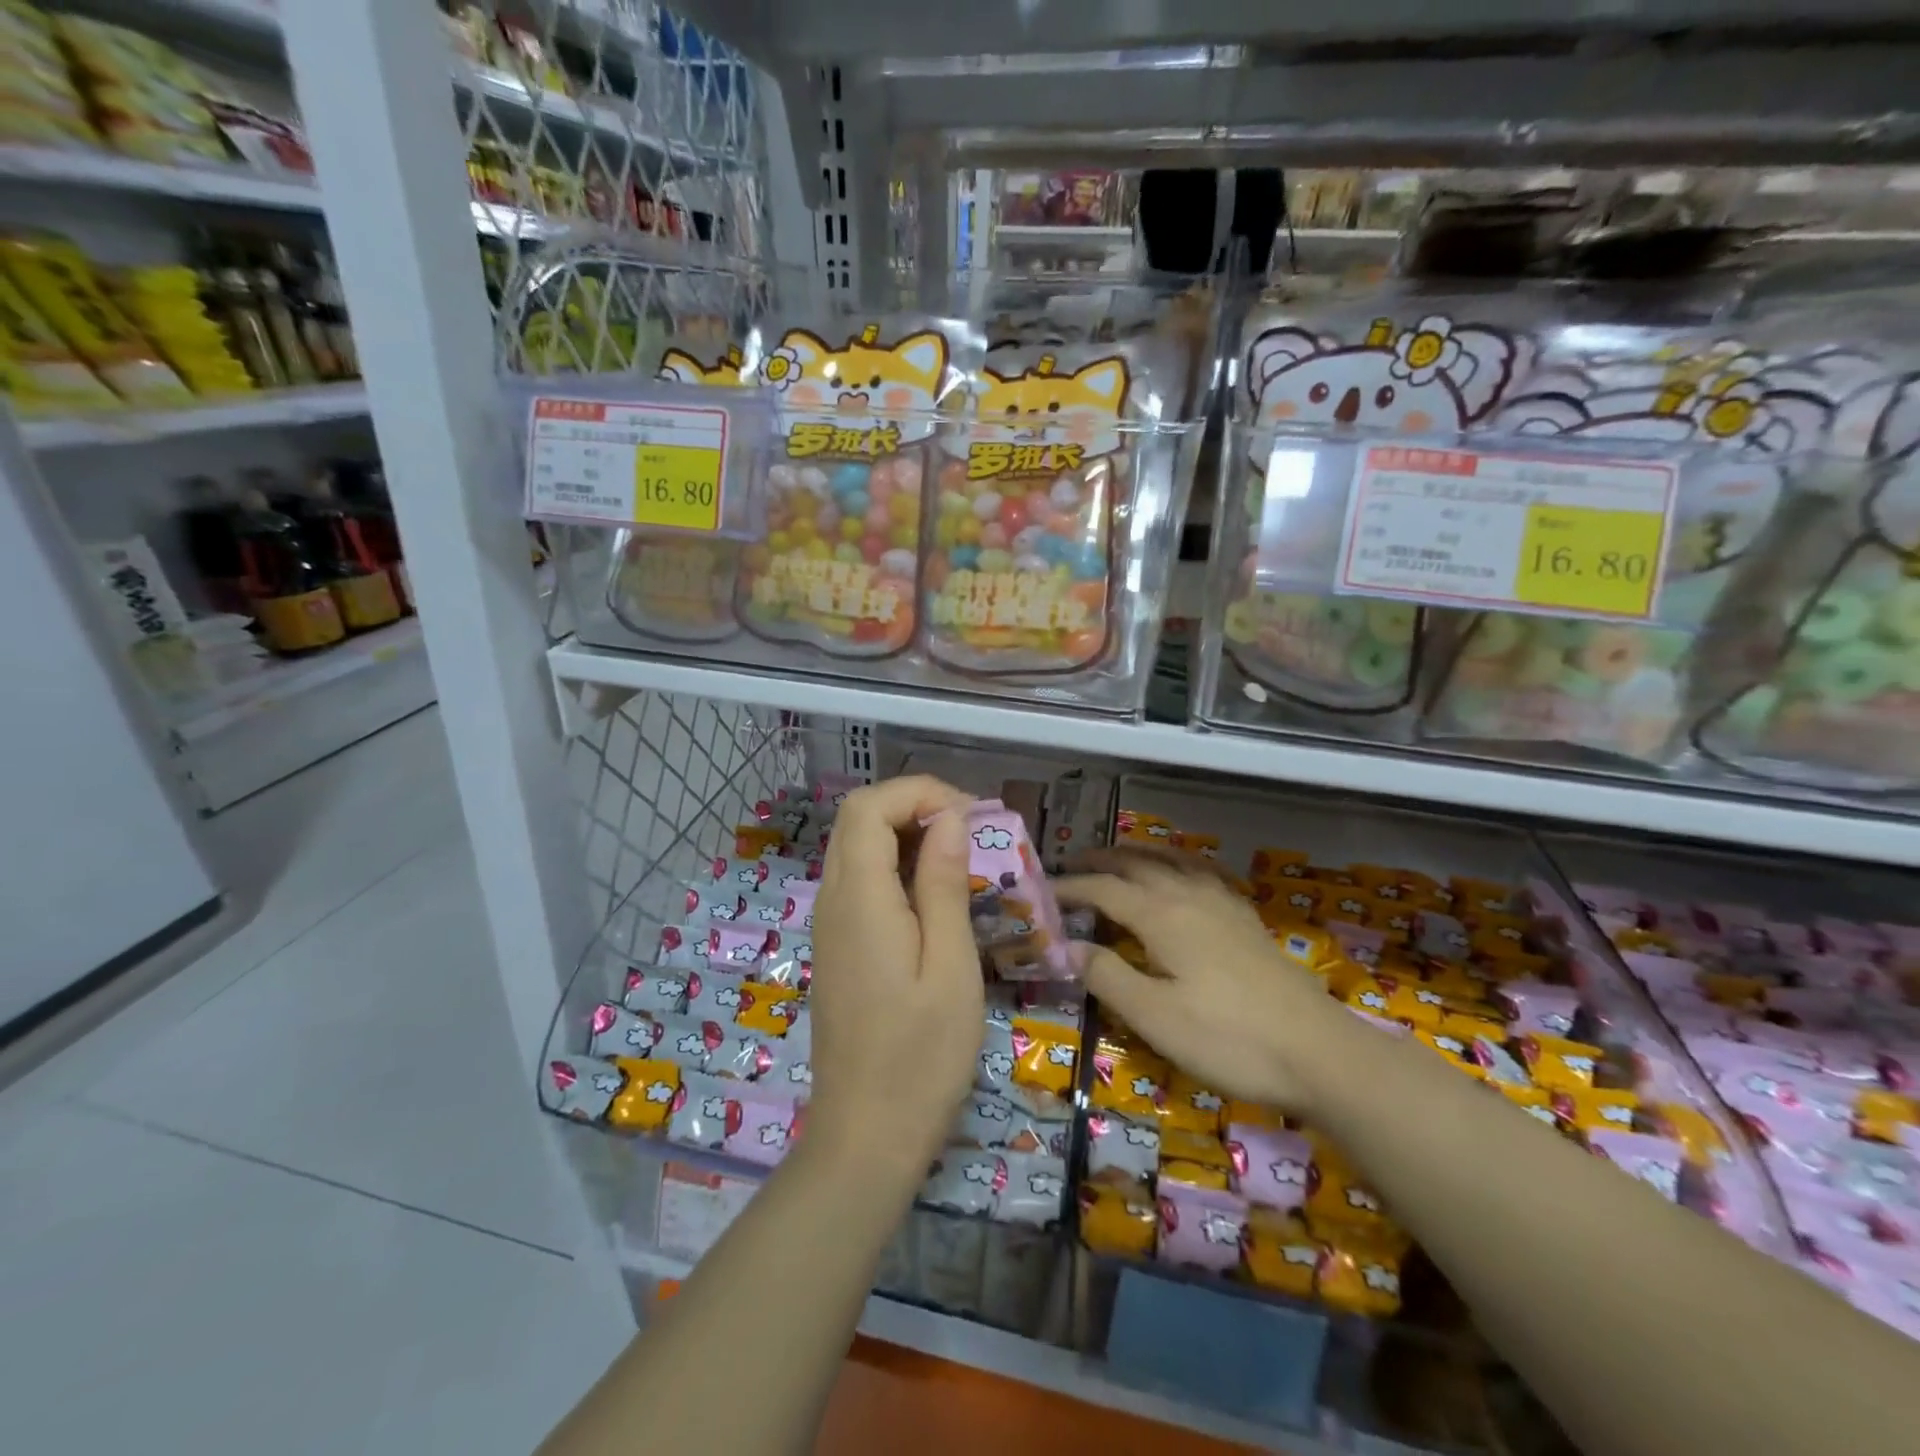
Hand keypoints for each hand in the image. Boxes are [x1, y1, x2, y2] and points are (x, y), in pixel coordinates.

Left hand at [806, 776, 983, 1174]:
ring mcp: (829, 924)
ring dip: (907, 835)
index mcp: (858, 898)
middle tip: (973, 832)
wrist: (865, 1138)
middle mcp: (832, 900)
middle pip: (858, 819)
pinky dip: (896, 866)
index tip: (972, 816)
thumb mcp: (950, 967)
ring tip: (963, 858)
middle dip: (915, 806)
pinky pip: (859, 881)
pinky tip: (935, 895)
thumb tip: (950, 819)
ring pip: (857, 847)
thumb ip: (944, 884)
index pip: (869, 807)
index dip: (919, 793)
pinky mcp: (837, 946)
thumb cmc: (920, 1058)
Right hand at [1056, 849, 1347, 1111]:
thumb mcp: (1155, 1017)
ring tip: (1119, 857)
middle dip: (1100, 861)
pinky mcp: (1246, 920)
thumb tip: (1068, 946)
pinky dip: (1178, 863)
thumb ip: (1108, 976)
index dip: (1069, 887)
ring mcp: (1223, 905)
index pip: (1103, 889)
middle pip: (1137, 864)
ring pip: (1172, 861)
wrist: (1319, 1053)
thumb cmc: (1228, 1039)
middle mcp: (1189, 896)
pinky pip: (1202, 873)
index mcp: (1162, 915)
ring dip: (1139, 854)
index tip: (1040, 891)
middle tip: (1071, 864)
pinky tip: (1184, 877)